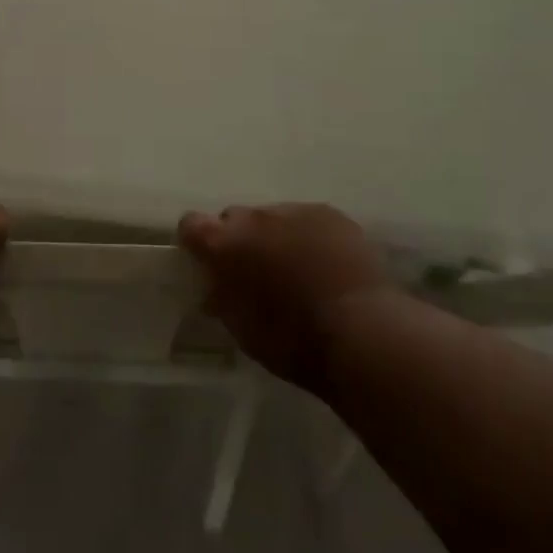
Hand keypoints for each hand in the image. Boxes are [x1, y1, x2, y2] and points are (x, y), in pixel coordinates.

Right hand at [178, 203, 395, 392]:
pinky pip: (308, 219)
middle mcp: (254, 217)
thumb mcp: (242, 330)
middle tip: (256, 272)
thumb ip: (222, 298)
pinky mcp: (329, 213)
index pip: (191, 224)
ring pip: (274, 218)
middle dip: (240, 240)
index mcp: (224, 244)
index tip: (206, 262)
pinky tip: (326, 265)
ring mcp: (294, 210)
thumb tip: (215, 286)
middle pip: (235, 217)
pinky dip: (309, 237)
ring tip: (298, 270)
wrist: (361, 332)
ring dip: (277, 237)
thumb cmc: (293, 341)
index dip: (196, 242)